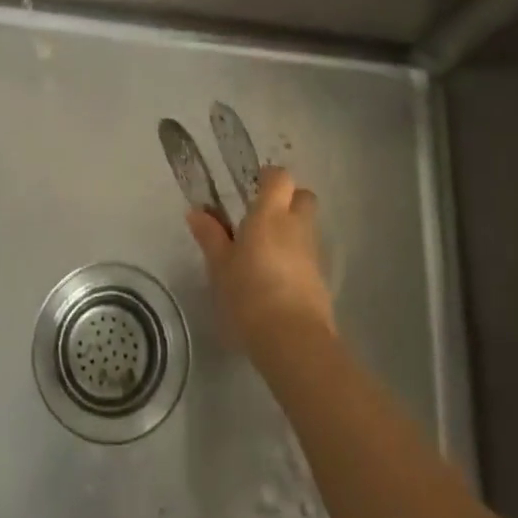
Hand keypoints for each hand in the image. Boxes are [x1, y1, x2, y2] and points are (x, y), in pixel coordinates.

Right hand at [187, 165, 335, 359]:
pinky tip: (277, 279)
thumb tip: (196, 212)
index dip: (269, 178)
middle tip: (264, 215)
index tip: (252, 187)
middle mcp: (296, 226)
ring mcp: (312, 253)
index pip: (280, 177)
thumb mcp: (220, 265)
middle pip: (303, 197)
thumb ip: (210, 236)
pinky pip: (309, 256)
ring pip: (307, 227)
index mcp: (270, 214)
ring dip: (292, 231)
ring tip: (265, 251)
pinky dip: (296, 259)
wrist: (293, 340)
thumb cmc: (249, 293)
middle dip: (289, 200)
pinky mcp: (321, 280)